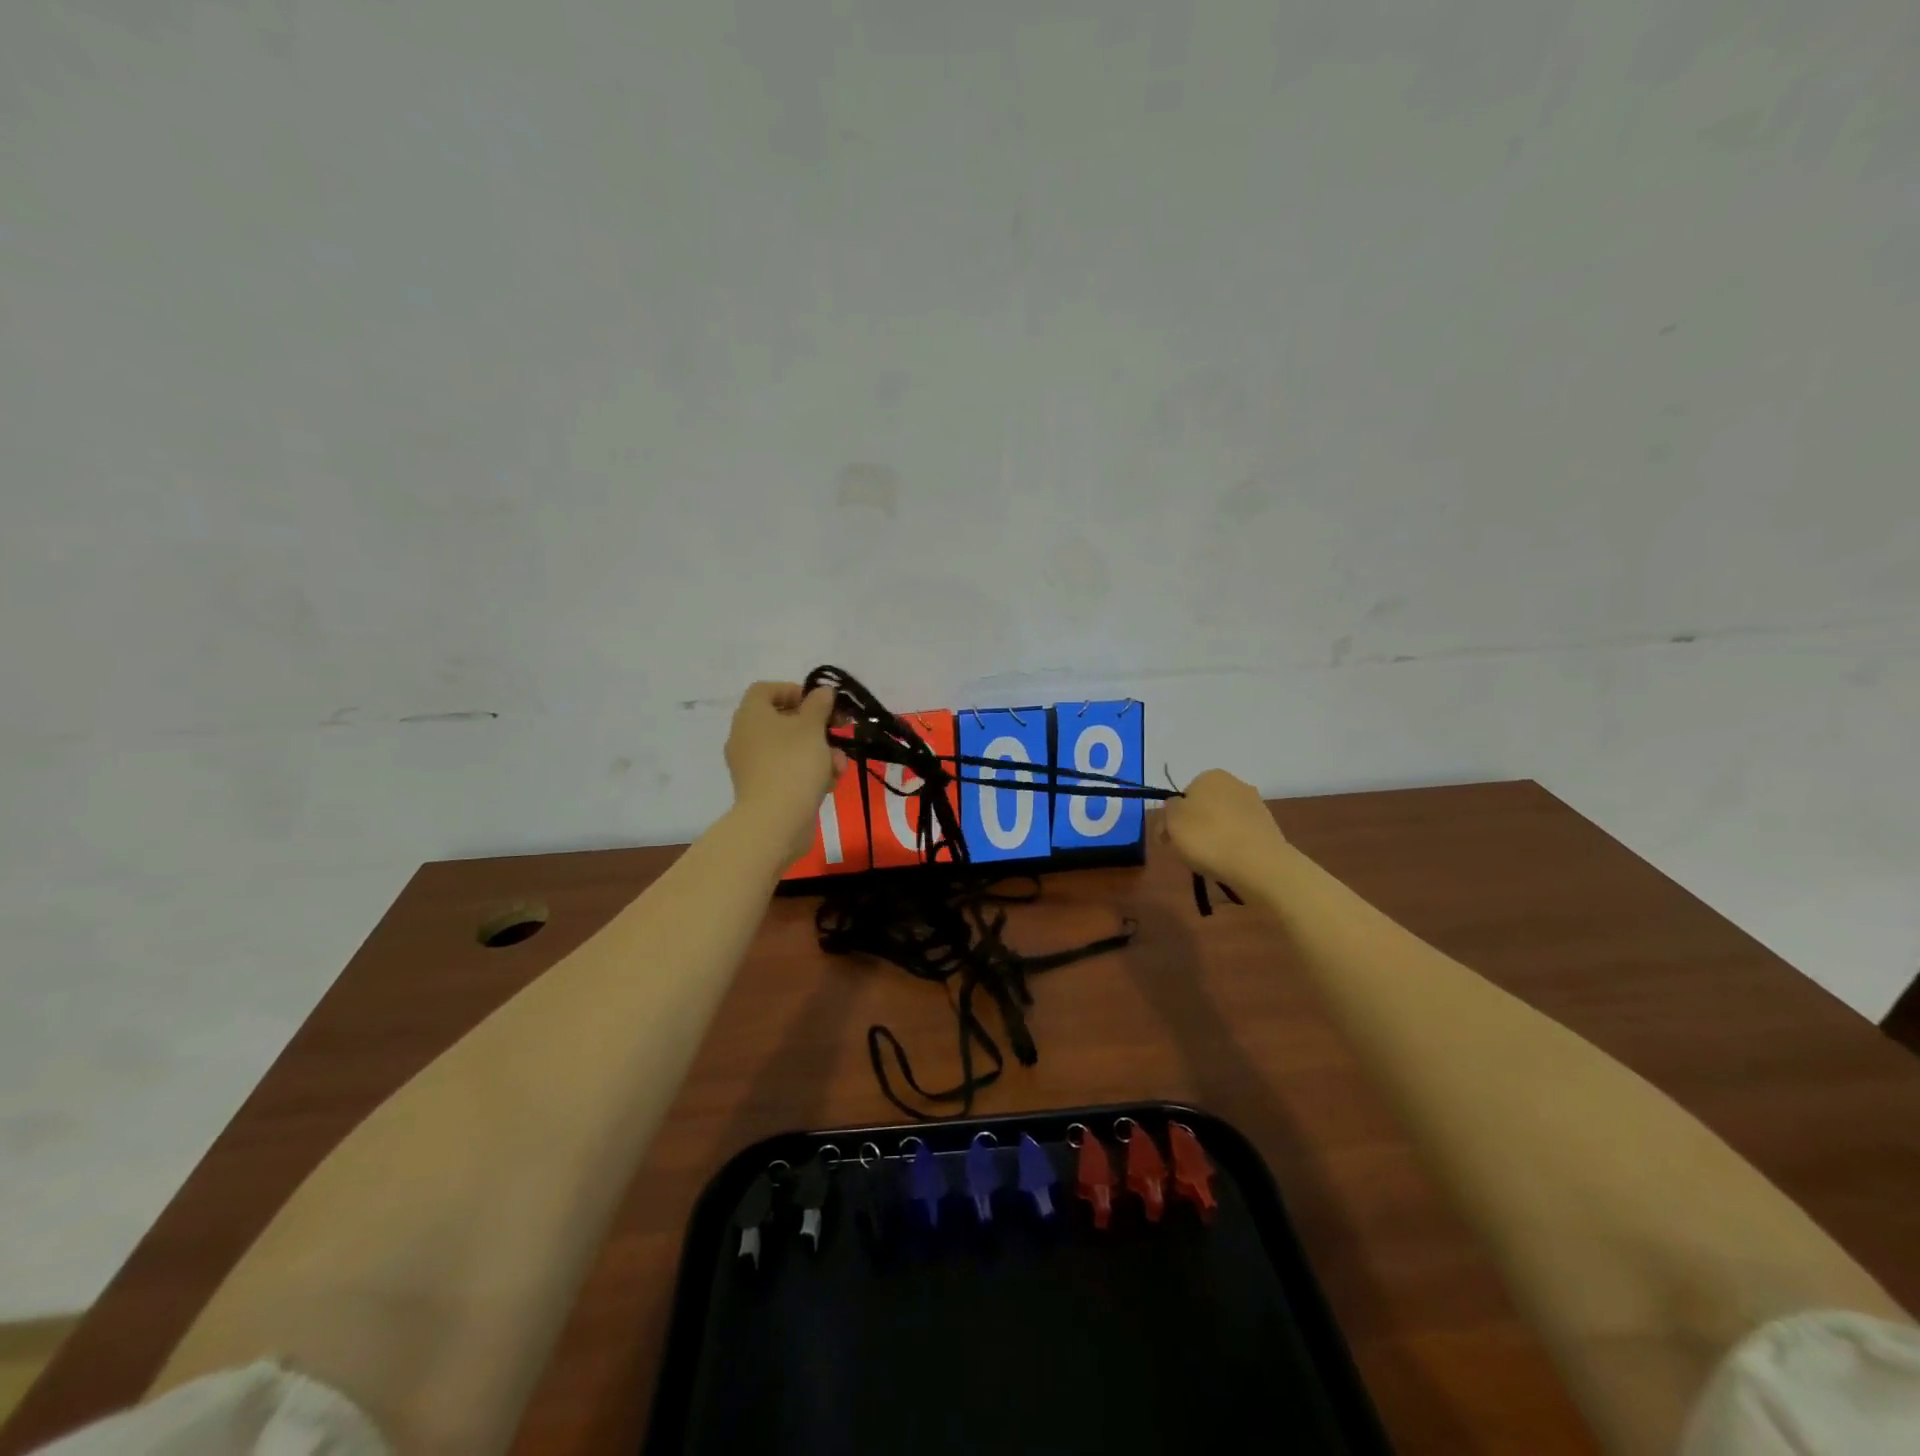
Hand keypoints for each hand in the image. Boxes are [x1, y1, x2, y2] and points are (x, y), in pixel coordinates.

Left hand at [724, 682, 842, 861]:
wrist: (775, 821)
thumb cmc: (793, 764)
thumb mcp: (813, 727)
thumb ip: (819, 704)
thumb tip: (822, 691)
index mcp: (751, 715)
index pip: (766, 690)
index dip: (794, 691)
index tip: (819, 703)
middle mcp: (745, 736)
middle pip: (782, 720)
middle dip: (816, 727)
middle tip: (838, 731)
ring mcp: (752, 765)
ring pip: (789, 748)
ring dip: (818, 752)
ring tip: (839, 766)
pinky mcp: (762, 789)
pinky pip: (787, 771)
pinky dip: (807, 773)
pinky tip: (829, 784)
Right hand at [1152, 769, 1289, 885]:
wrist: (1258, 864)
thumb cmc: (1207, 837)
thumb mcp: (1172, 820)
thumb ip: (1169, 808)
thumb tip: (1177, 807)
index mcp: (1210, 776)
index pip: (1184, 795)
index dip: (1173, 817)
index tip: (1167, 838)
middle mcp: (1236, 784)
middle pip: (1204, 807)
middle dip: (1194, 826)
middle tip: (1184, 850)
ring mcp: (1255, 806)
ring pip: (1222, 822)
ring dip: (1213, 837)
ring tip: (1207, 861)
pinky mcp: (1268, 829)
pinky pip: (1239, 836)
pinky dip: (1231, 847)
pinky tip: (1228, 862)